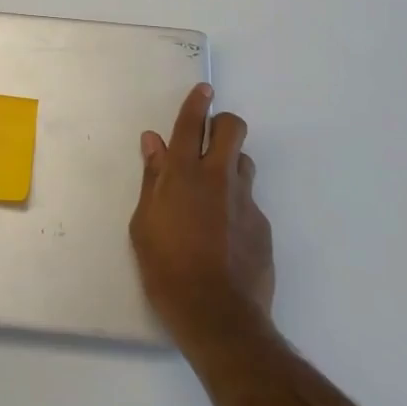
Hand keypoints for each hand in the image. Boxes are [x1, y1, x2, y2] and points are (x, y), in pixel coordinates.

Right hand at [130, 83, 273, 345]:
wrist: (217, 315)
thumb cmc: (166, 268)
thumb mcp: (144, 223)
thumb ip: (152, 179)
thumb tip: (154, 143)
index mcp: (183, 175)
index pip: (190, 124)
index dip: (196, 103)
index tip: (203, 89)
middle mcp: (217, 178)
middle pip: (231, 129)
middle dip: (222, 124)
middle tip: (209, 138)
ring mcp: (245, 200)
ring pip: (244, 161)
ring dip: (230, 163)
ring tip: (214, 189)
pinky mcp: (262, 224)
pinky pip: (249, 199)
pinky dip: (236, 203)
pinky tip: (225, 232)